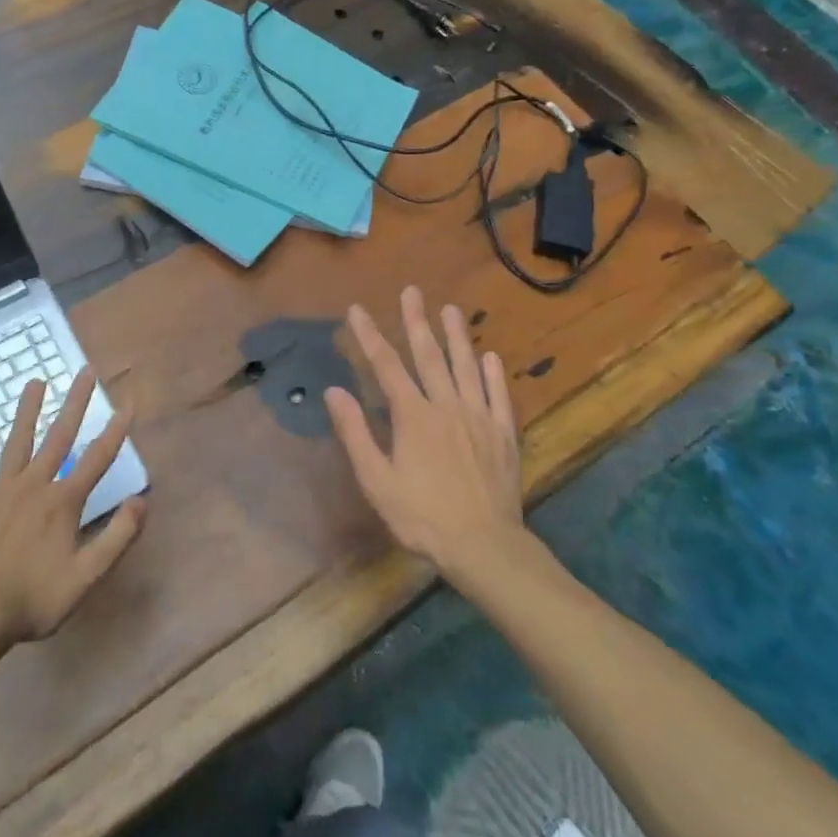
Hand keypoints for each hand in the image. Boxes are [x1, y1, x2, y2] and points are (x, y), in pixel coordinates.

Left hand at [0, 367, 145, 647]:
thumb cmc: (33, 599)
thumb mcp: (86, 576)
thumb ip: (117, 537)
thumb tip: (142, 501)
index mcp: (63, 502)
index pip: (97, 457)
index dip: (116, 430)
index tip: (128, 402)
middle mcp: (34, 485)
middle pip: (59, 436)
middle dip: (75, 402)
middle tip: (85, 371)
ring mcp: (0, 490)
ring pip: (17, 441)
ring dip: (28, 410)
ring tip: (35, 381)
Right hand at [325, 286, 523, 584]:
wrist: (483, 545)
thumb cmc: (421, 516)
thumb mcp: (377, 480)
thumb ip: (356, 433)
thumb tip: (334, 391)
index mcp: (413, 416)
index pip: (386, 365)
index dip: (370, 335)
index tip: (357, 310)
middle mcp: (446, 406)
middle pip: (429, 355)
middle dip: (416, 321)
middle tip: (412, 291)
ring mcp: (479, 417)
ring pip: (466, 367)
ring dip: (457, 336)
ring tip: (450, 309)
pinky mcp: (503, 434)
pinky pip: (499, 396)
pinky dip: (494, 374)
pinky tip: (490, 357)